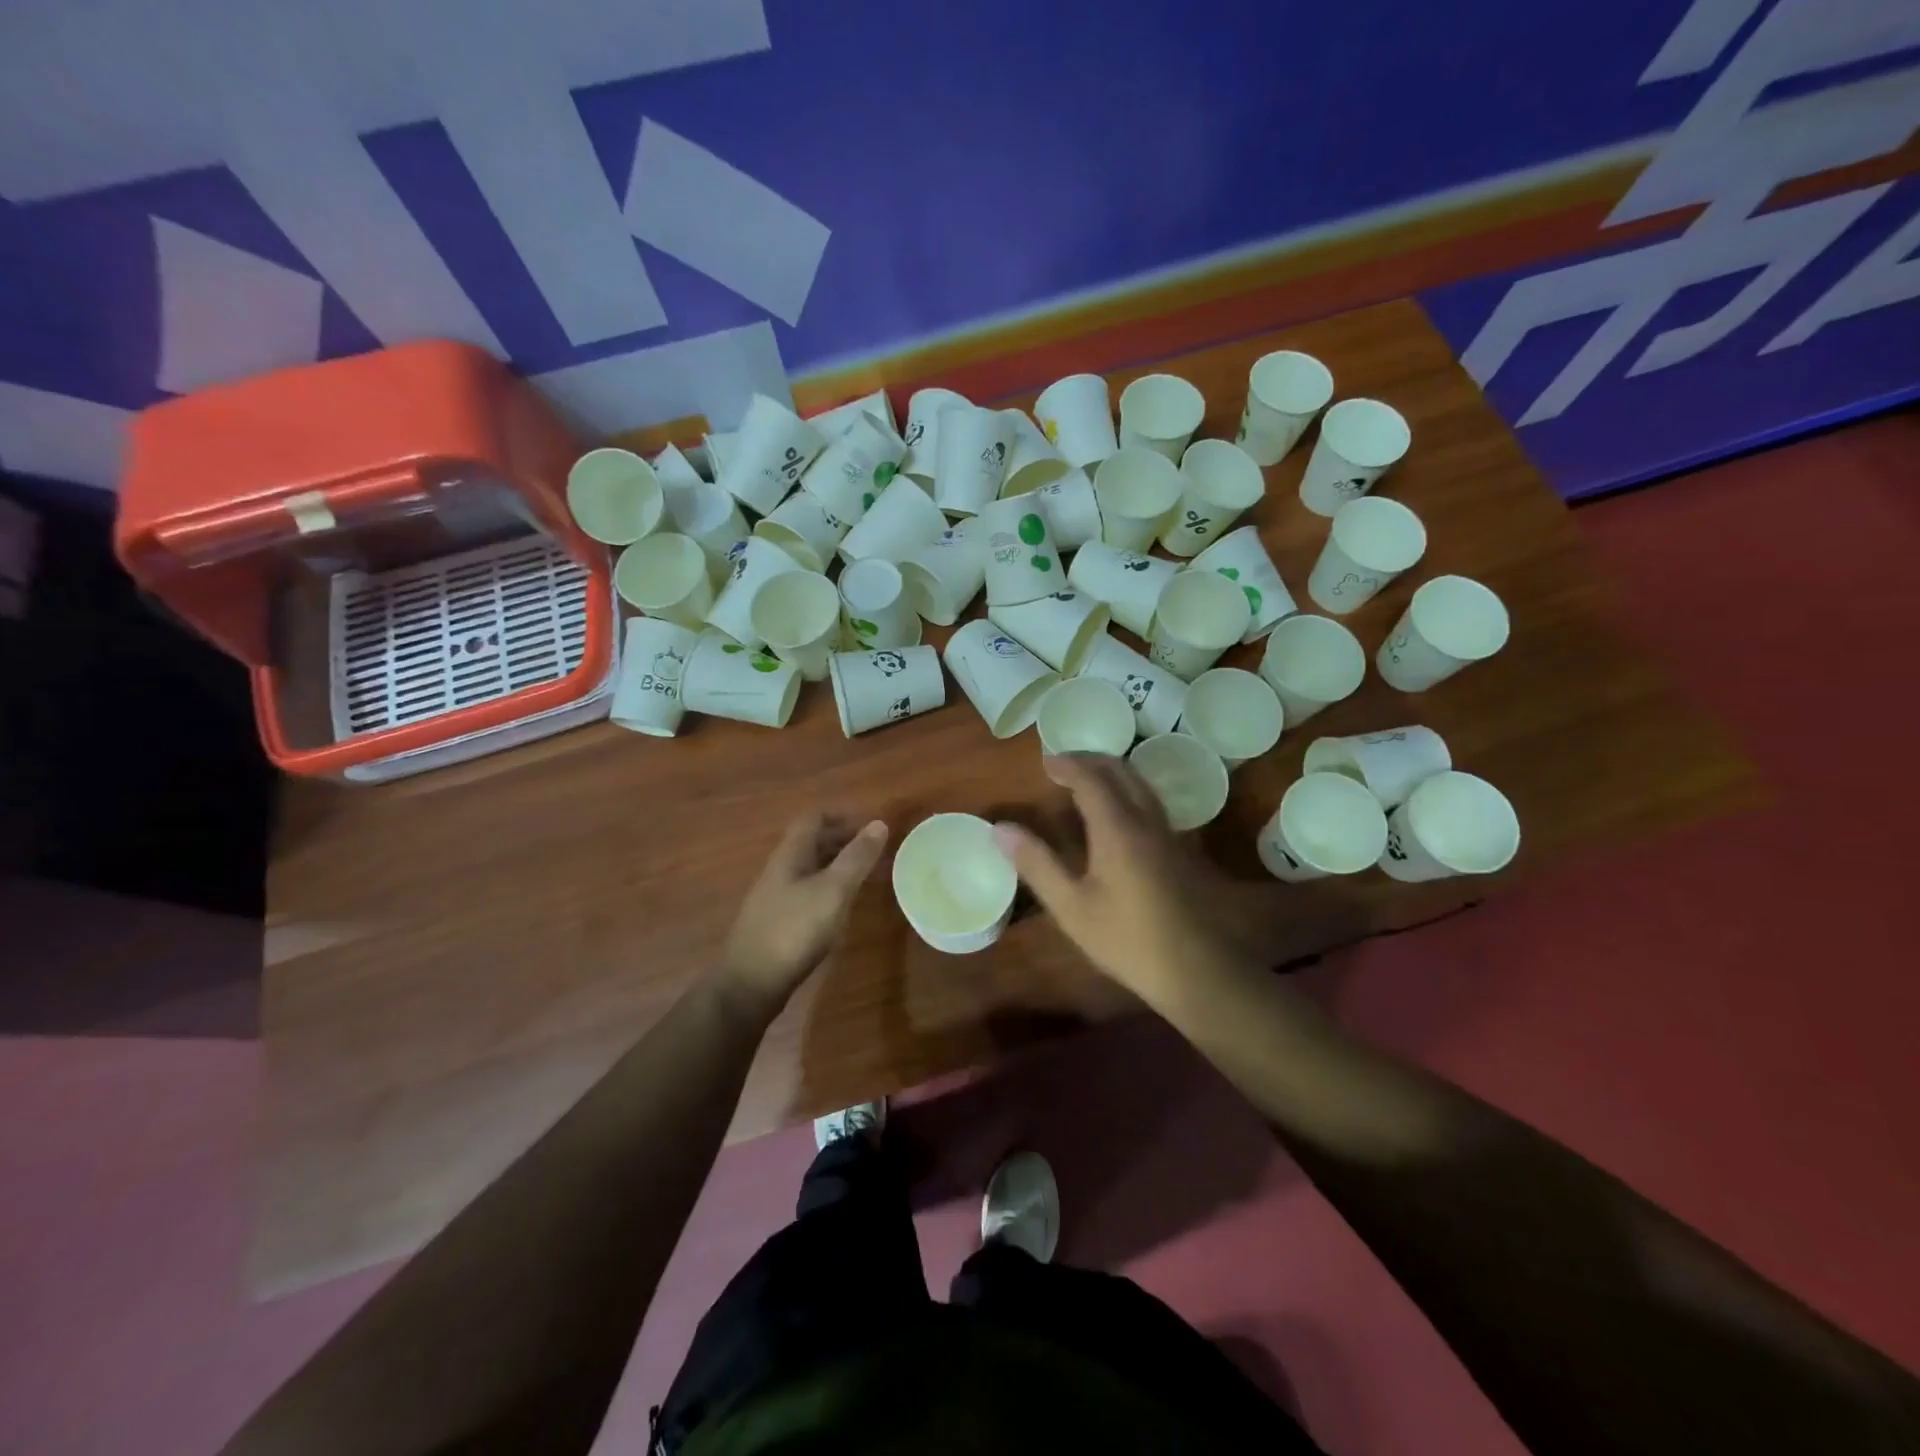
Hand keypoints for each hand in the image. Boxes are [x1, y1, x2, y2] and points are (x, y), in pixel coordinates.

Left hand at [720, 811, 888, 1019]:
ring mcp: (776, 897)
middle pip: (811, 842)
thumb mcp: (833, 891)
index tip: (870, 825)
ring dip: (836, 865)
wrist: (750, 984)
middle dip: (842, 839)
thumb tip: (879, 823)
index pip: (813, 818)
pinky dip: (828, 889)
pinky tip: (842, 907)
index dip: (842, 815)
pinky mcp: (778, 922)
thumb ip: (856, 858)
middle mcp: (780, 870)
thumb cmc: (794, 930)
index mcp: (790, 855)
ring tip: (865, 875)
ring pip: (810, 868)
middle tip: (874, 850)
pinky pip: (807, 892)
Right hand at [993, 755, 1235, 1002]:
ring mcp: (1168, 834)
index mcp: (1118, 828)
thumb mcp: (1072, 907)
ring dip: (1113, 773)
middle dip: (1091, 760)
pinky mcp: (1181, 850)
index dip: (1067, 765)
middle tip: (1063, 764)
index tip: (1045, 761)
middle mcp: (1146, 820)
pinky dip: (1128, 791)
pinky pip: (1151, 802)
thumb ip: (1037, 864)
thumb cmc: (1127, 939)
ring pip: (1141, 785)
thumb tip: (1001, 829)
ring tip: (1087, 781)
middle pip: (1122, 771)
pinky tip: (1119, 815)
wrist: (1198, 970)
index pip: (1091, 779)